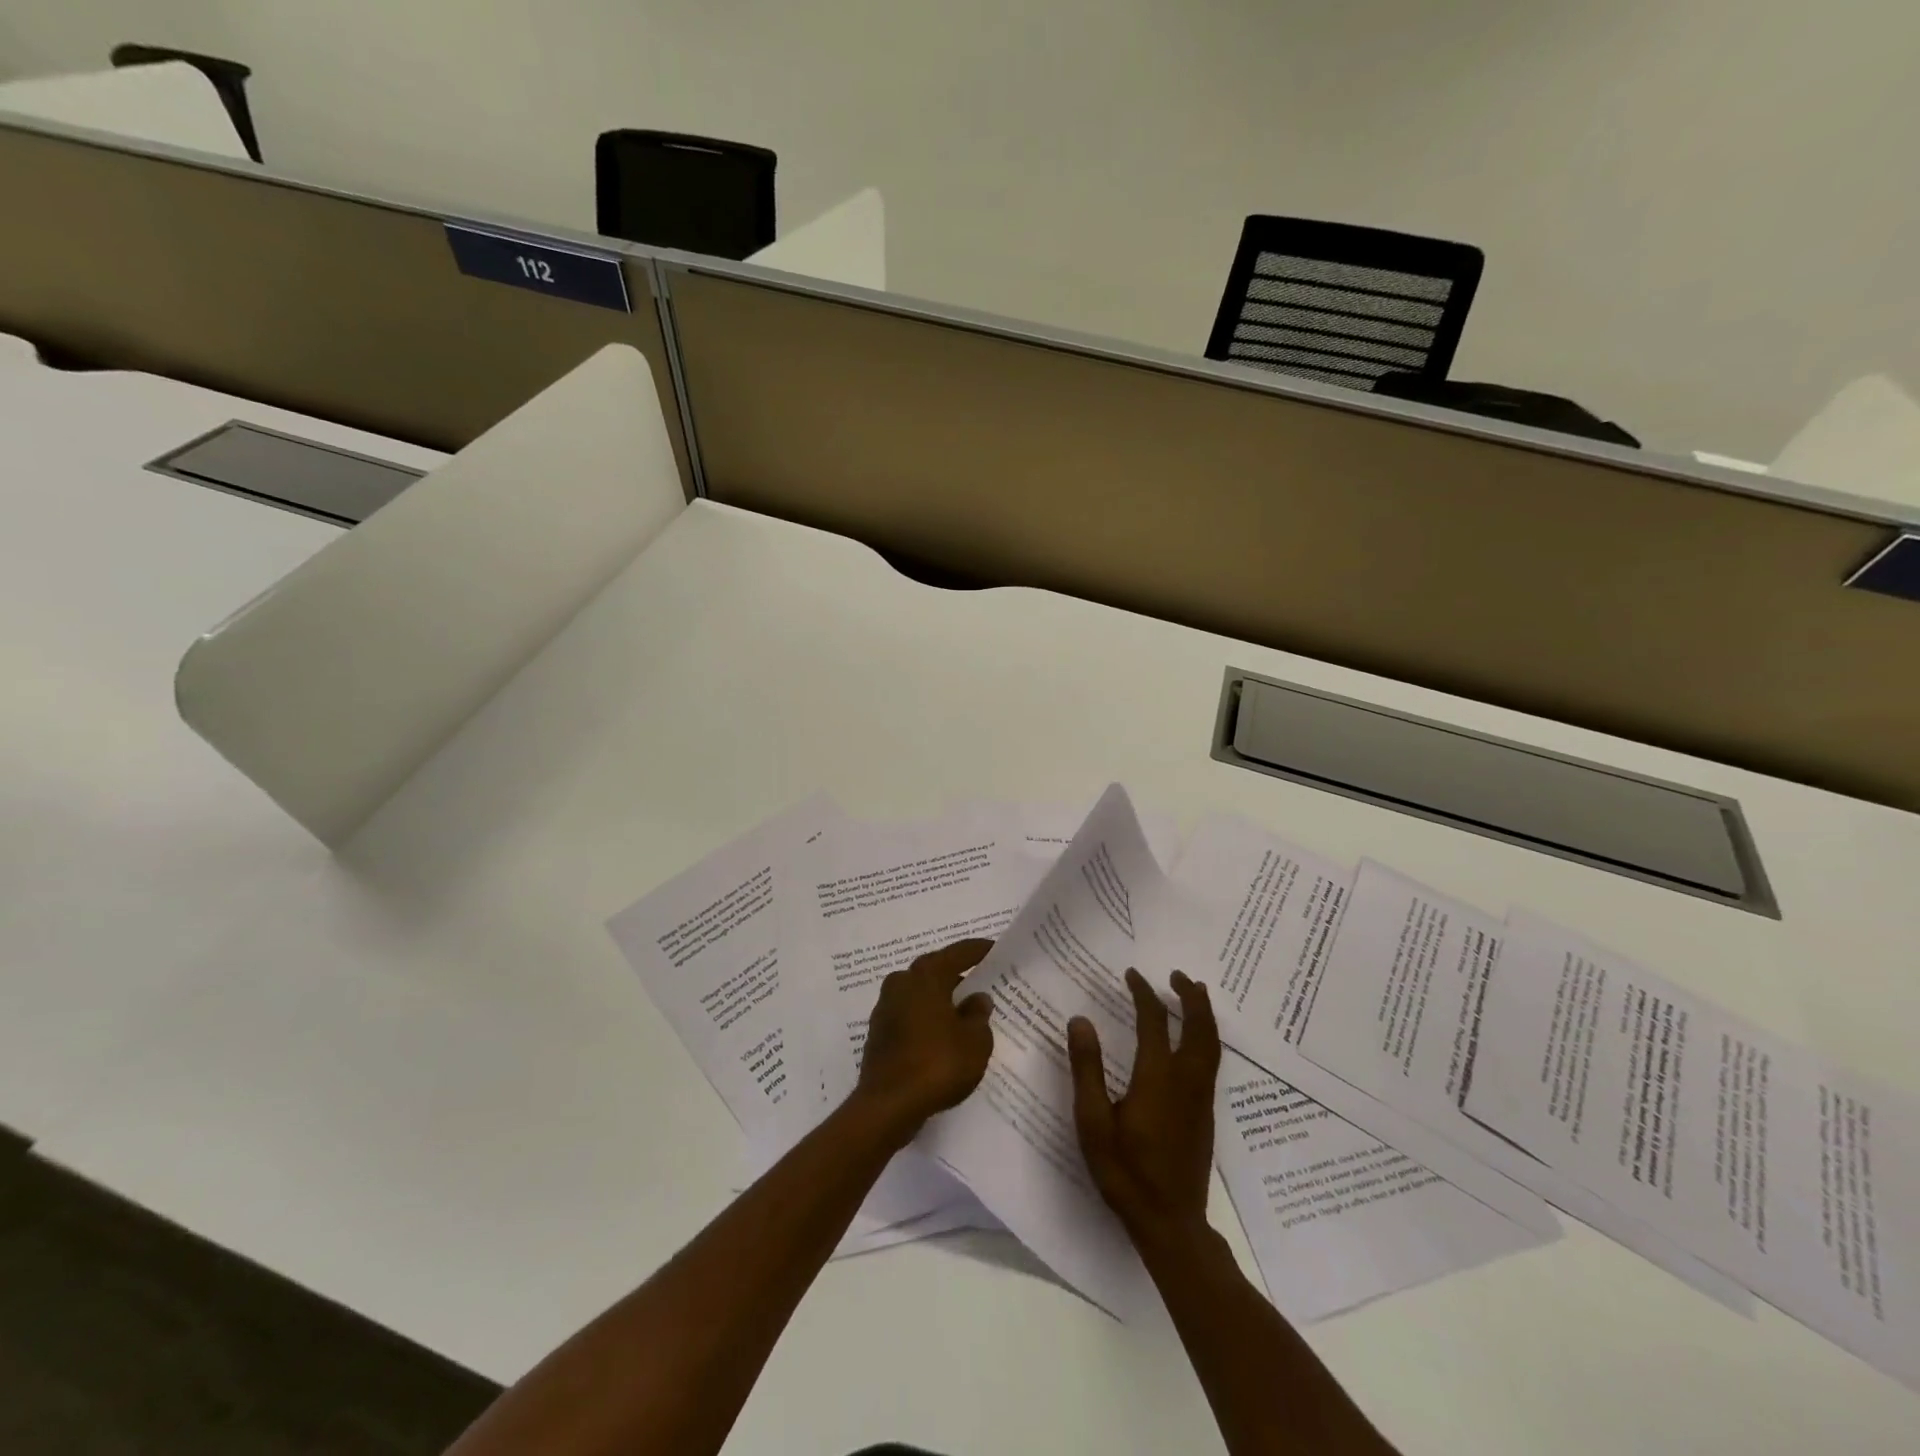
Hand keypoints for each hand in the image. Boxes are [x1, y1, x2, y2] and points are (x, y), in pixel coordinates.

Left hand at [855, 938, 995, 1135]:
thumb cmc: (937, 1064)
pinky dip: (926, 1019)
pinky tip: (941, 1035)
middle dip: (956, 975)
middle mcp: (902, 983)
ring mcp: (886, 1008)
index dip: (978, 950)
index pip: (957, 953)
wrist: (888, 1105)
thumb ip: (978, 1015)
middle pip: (934, 971)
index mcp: (926, 976)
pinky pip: (909, 1015)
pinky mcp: (879, 1033)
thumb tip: (977, 999)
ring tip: (963, 1011)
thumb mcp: (975, 1041)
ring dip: (939, 999)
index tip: (994, 949)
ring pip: (919, 994)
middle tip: (979, 980)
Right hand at [1069, 969, 1220, 1243]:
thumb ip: (1087, 1068)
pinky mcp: (1206, 1113)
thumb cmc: (1124, 1172)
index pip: (1153, 1021)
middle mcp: (1186, 1080)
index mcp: (1157, 1077)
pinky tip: (1196, 1039)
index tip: (1132, 974)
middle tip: (1176, 974)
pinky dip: (1206, 1036)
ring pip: (1211, 1043)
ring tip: (1193, 994)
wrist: (1170, 1223)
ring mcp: (1201, 1098)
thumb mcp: (1093, 1121)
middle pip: (1198, 1027)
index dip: (1143, 994)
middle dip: (1189, 996)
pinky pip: (1212, 1060)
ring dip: (1203, 1014)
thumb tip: (1080, 1020)